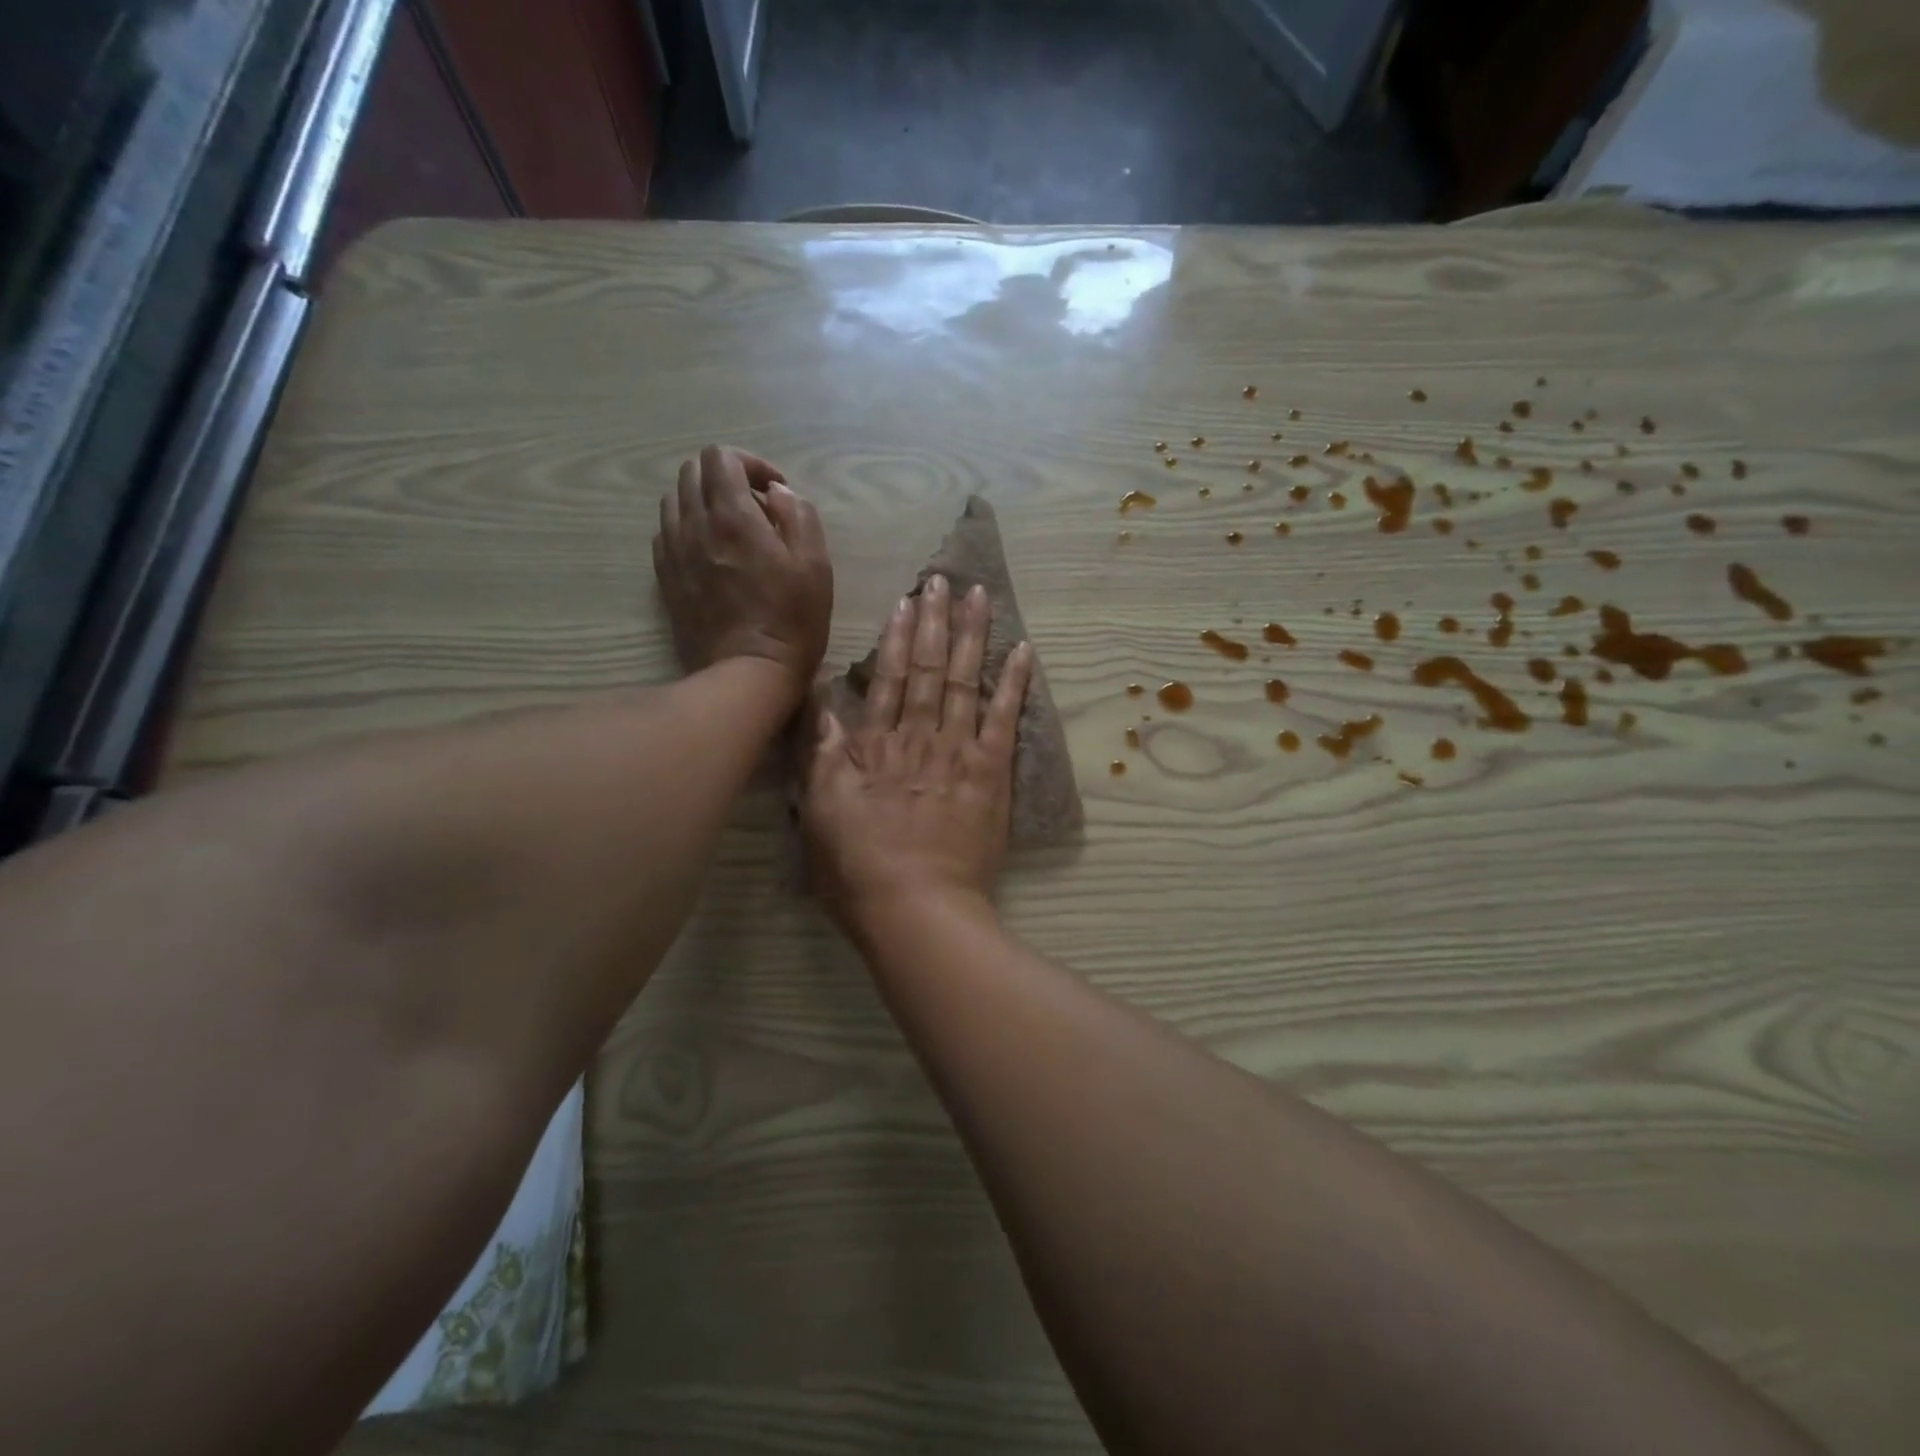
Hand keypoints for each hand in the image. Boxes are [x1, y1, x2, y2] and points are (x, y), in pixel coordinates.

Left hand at [653, 445, 832, 707]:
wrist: (747, 673)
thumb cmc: (792, 620)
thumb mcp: (815, 564)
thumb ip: (798, 515)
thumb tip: (776, 493)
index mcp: (732, 515)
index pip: (721, 457)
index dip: (750, 463)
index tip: (775, 490)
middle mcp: (694, 525)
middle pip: (692, 472)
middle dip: (725, 477)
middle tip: (755, 506)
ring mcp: (674, 552)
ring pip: (674, 500)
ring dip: (703, 501)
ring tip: (730, 528)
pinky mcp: (665, 578)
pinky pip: (666, 534)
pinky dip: (687, 529)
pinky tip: (710, 552)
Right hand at [802, 575, 1033, 936]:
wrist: (916, 908)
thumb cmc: (858, 869)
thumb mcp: (818, 813)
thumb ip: (821, 756)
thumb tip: (822, 705)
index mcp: (876, 746)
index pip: (889, 679)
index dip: (898, 637)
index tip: (906, 601)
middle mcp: (919, 737)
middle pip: (930, 669)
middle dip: (936, 621)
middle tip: (944, 579)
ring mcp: (959, 752)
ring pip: (966, 681)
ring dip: (973, 635)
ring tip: (979, 596)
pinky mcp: (992, 773)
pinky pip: (1005, 719)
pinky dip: (1015, 683)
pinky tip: (1024, 650)